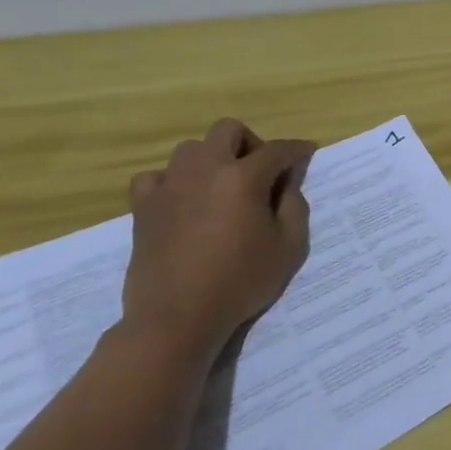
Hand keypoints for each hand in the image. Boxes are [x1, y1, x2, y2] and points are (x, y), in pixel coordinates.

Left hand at [123, 119, 315, 358]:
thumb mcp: (289, 246)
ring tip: (221, 187)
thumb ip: (294, 206)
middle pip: (228, 130)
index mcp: (243, 177)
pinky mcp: (143, 207)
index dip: (297, 150)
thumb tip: (287, 182)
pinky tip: (184, 201)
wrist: (176, 318)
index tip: (307, 153)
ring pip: (191, 149)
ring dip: (212, 159)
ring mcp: (169, 186)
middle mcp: (205, 170)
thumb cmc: (240, 282)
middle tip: (260, 172)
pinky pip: (156, 176)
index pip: (278, 149)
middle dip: (251, 143)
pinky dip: (173, 181)